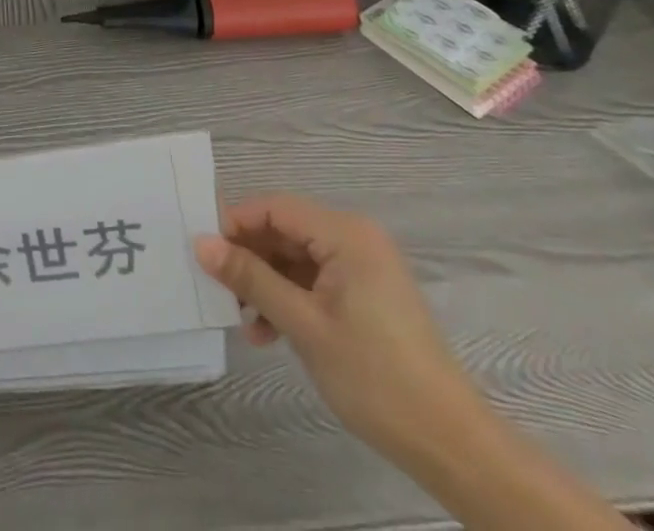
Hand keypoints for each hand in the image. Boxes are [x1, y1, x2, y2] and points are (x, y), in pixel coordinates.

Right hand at [195, 195, 485, 465]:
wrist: (452, 446)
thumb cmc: (375, 376)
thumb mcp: (303, 325)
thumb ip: (251, 278)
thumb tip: (201, 243)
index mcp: (345, 234)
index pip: (274, 207)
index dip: (235, 223)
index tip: (204, 252)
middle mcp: (355, 239)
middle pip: (284, 231)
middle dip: (249, 258)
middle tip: (218, 288)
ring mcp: (363, 268)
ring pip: (296, 258)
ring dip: (266, 284)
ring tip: (243, 320)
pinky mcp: (366, 296)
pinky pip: (314, 281)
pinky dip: (289, 299)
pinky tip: (269, 333)